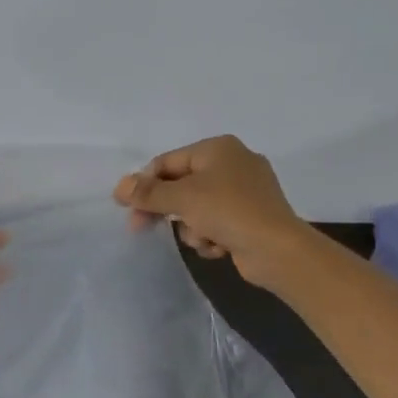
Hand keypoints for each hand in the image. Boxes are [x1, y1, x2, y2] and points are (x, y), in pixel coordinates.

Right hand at [114, 136, 311, 289]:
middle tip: (140, 227)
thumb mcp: (182, 198)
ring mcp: (245, 192)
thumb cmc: (228, 211)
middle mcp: (233, 163)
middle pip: (182, 185)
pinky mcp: (251, 218)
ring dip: (193, 227)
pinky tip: (219, 247)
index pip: (168, 162)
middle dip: (167, 209)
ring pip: (197, 208)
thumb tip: (119, 187)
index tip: (126, 206)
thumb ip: (148, 192)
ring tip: (204, 238)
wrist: (278, 249)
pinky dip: (212, 236)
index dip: (144, 183)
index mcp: (218, 148)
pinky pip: (217, 223)